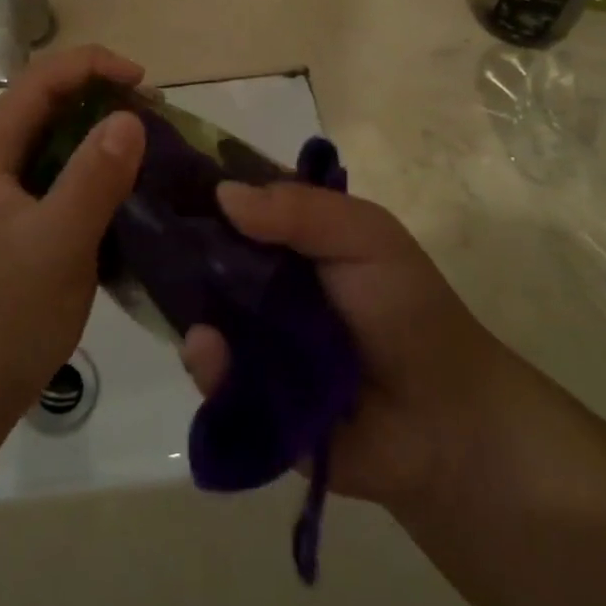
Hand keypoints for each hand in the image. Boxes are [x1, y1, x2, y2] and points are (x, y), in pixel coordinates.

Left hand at [0, 46, 147, 427]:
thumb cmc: (8, 310)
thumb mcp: (57, 241)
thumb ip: (93, 178)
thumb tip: (131, 117)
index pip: (41, 80)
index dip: (91, 65)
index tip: (142, 81)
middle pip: (51, 102)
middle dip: (103, 95)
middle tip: (155, 113)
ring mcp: (10, 191)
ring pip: (61, 137)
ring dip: (104, 131)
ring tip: (152, 144)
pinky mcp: (27, 219)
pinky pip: (67, 173)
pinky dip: (100, 167)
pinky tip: (133, 186)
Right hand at [179, 182, 506, 517]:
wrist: (448, 421)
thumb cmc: (406, 309)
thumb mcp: (364, 236)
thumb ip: (299, 209)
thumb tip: (223, 193)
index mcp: (289, 242)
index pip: (232, 209)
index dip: (201, 196)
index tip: (164, 184)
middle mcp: (262, 287)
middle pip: (206, 261)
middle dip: (180, 252)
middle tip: (157, 247)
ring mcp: (253, 342)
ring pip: (203, 316)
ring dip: (191, 310)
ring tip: (196, 313)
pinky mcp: (251, 399)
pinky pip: (217, 380)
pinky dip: (208, 367)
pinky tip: (206, 351)